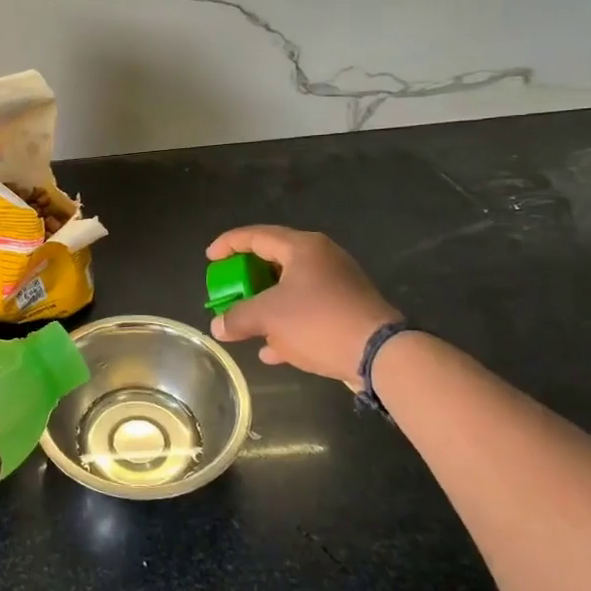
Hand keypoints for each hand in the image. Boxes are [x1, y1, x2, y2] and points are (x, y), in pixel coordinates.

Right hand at [207, 226, 400, 383]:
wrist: (380, 355)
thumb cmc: (318, 321)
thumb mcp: (268, 317)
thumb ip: (237, 317)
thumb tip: (217, 326)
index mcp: (302, 248)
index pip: (256, 235)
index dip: (228, 244)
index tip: (210, 260)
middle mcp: (321, 259)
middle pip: (274, 261)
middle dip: (247, 280)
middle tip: (228, 290)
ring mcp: (337, 285)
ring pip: (290, 289)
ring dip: (266, 305)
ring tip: (245, 321)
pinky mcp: (346, 311)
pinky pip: (307, 311)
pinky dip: (286, 325)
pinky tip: (271, 350)